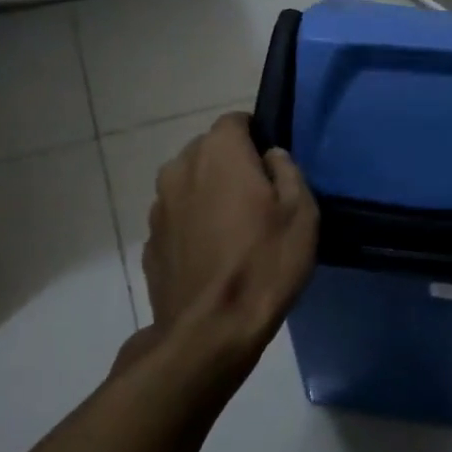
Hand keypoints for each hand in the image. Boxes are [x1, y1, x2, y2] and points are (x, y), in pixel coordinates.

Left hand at [138, 111, 317, 374]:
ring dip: (209, 195)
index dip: (256, 137)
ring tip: (234, 231)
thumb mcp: (302, 212)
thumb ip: (287, 170)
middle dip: (231, 165)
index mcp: (217, 152)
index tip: (272, 167)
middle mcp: (179, 168)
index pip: (236, 121)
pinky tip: (212, 257)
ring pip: (189, 185)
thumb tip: (270, 156)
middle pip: (208, 151)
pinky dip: (192, 226)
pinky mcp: (149, 241)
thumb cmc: (264, 262)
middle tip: (258, 200)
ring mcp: (158, 206)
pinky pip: (177, 219)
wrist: (210, 331)